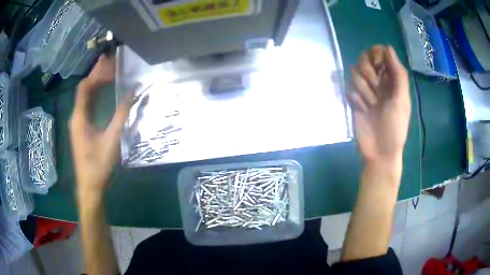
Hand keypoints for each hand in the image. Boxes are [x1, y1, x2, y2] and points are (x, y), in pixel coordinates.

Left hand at [69, 55, 131, 202]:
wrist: (89, 186)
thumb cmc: (98, 165)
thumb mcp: (112, 140)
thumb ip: (121, 115)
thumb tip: (133, 93)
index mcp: (79, 117)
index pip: (84, 87)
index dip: (96, 74)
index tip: (110, 65)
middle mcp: (76, 117)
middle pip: (84, 89)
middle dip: (97, 75)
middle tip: (111, 62)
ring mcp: (78, 123)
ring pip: (85, 97)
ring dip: (96, 84)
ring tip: (110, 73)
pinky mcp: (81, 129)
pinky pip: (87, 106)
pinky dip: (95, 96)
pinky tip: (104, 92)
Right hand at [348, 45, 410, 163]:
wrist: (379, 151)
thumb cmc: (395, 127)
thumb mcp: (402, 100)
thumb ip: (398, 74)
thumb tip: (388, 47)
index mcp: (392, 80)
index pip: (381, 55)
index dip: (376, 55)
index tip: (377, 64)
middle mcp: (379, 82)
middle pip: (365, 60)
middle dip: (368, 72)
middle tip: (375, 87)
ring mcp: (366, 91)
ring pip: (355, 74)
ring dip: (363, 89)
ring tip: (370, 105)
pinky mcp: (354, 100)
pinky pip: (349, 89)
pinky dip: (356, 99)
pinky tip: (362, 110)